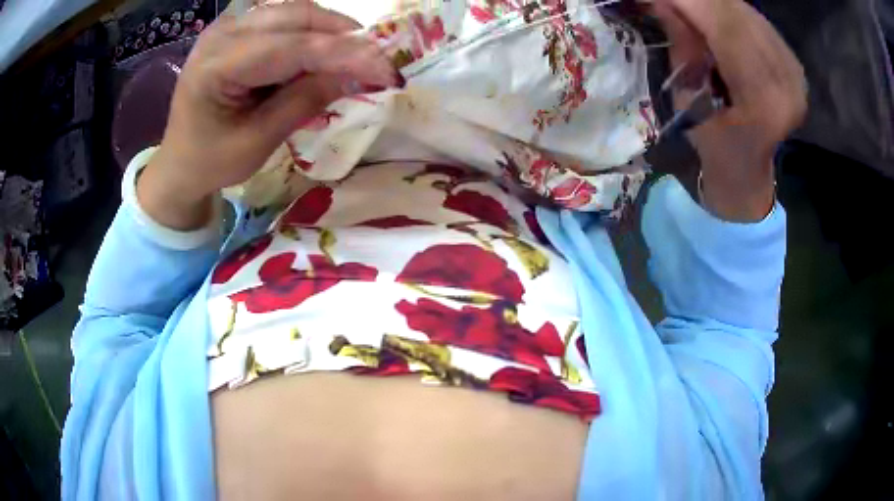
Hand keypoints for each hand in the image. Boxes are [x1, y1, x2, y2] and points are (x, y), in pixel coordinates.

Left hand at [138, 1, 400, 229]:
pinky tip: (323, 55)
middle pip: (297, 16)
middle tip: (377, 62)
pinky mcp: (236, 29)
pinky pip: (285, 20)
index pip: (293, 47)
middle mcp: (221, 33)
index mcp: (216, 66)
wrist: (179, 162)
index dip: (345, 54)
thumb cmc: (211, 162)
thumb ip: (305, 100)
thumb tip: (358, 73)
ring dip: (330, 33)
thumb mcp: (258, 141)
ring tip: (354, 59)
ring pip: (295, 13)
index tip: (388, 70)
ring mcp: (228, 26)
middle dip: (343, 36)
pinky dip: (312, 34)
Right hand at [654, 0, 806, 220]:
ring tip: (687, 7)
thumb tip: (666, 1)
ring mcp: (794, 71)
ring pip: (746, 11)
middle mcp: (787, 81)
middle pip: (738, 13)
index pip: (725, 28)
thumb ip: (683, 46)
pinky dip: (727, 9)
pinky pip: (755, 19)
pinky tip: (711, 15)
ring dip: (711, 2)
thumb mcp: (688, 103)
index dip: (689, 1)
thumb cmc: (715, 149)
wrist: (749, 171)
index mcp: (764, 102)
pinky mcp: (793, 62)